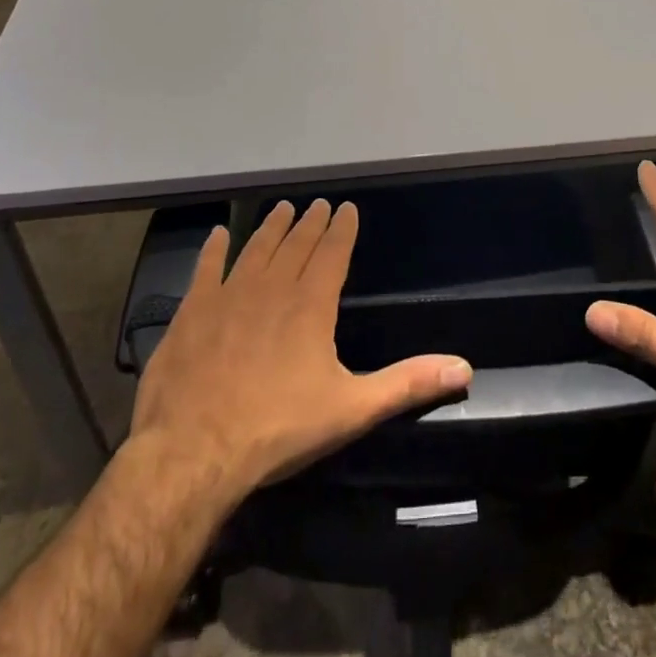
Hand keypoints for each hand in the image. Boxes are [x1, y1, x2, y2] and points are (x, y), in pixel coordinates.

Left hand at [128, 200, 472, 506]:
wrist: (192, 453)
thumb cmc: (278, 429)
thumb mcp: (352, 409)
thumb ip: (407, 384)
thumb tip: (464, 368)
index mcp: (311, 305)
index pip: (332, 253)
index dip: (342, 228)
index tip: (346, 207)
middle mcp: (272, 288)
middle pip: (296, 244)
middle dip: (310, 222)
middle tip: (317, 203)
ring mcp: (228, 296)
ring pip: (256, 249)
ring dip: (271, 227)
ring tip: (282, 209)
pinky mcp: (191, 313)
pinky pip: (205, 270)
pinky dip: (213, 250)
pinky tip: (218, 234)